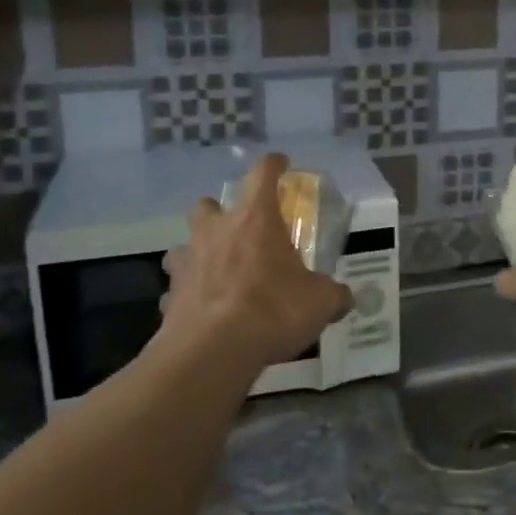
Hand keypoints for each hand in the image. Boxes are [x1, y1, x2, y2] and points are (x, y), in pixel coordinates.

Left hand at [161, 154, 353, 374]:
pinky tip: (204, 310)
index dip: (273, 164)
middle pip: (208, 205)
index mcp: (255, 219)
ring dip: (199, 252)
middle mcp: (216, 231)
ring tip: (217, 271)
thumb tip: (345, 297)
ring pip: (184, 244)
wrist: (213, 351)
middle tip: (238, 229)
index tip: (281, 163)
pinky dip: (190, 294)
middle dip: (220, 212)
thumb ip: (333, 294)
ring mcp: (187, 262)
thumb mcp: (320, 302)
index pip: (263, 174)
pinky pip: (178, 287)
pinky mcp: (169, 295)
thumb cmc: (273, 310)